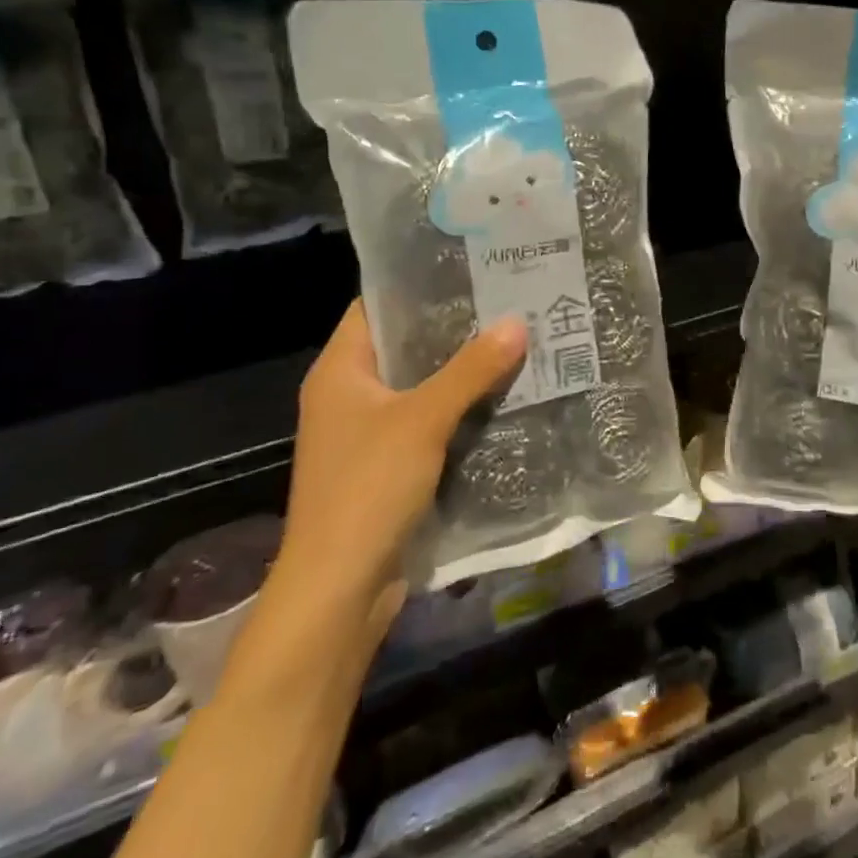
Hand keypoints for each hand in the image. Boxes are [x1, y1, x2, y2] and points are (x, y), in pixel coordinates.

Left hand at [281, 302, 526, 609]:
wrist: (339, 589)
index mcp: (340, 370)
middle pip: (405, 346)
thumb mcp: (422, 420)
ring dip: (463, 371)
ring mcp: (369, 432)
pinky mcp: (389, 465)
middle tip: (509, 302)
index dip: (419, 286)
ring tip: (517, 341)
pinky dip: (460, 409)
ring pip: (422, 386)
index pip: (376, 306)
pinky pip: (429, 422)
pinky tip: (504, 396)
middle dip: (455, 329)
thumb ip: (470, 370)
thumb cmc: (367, 488)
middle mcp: (350, 394)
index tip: (471, 268)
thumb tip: (517, 321)